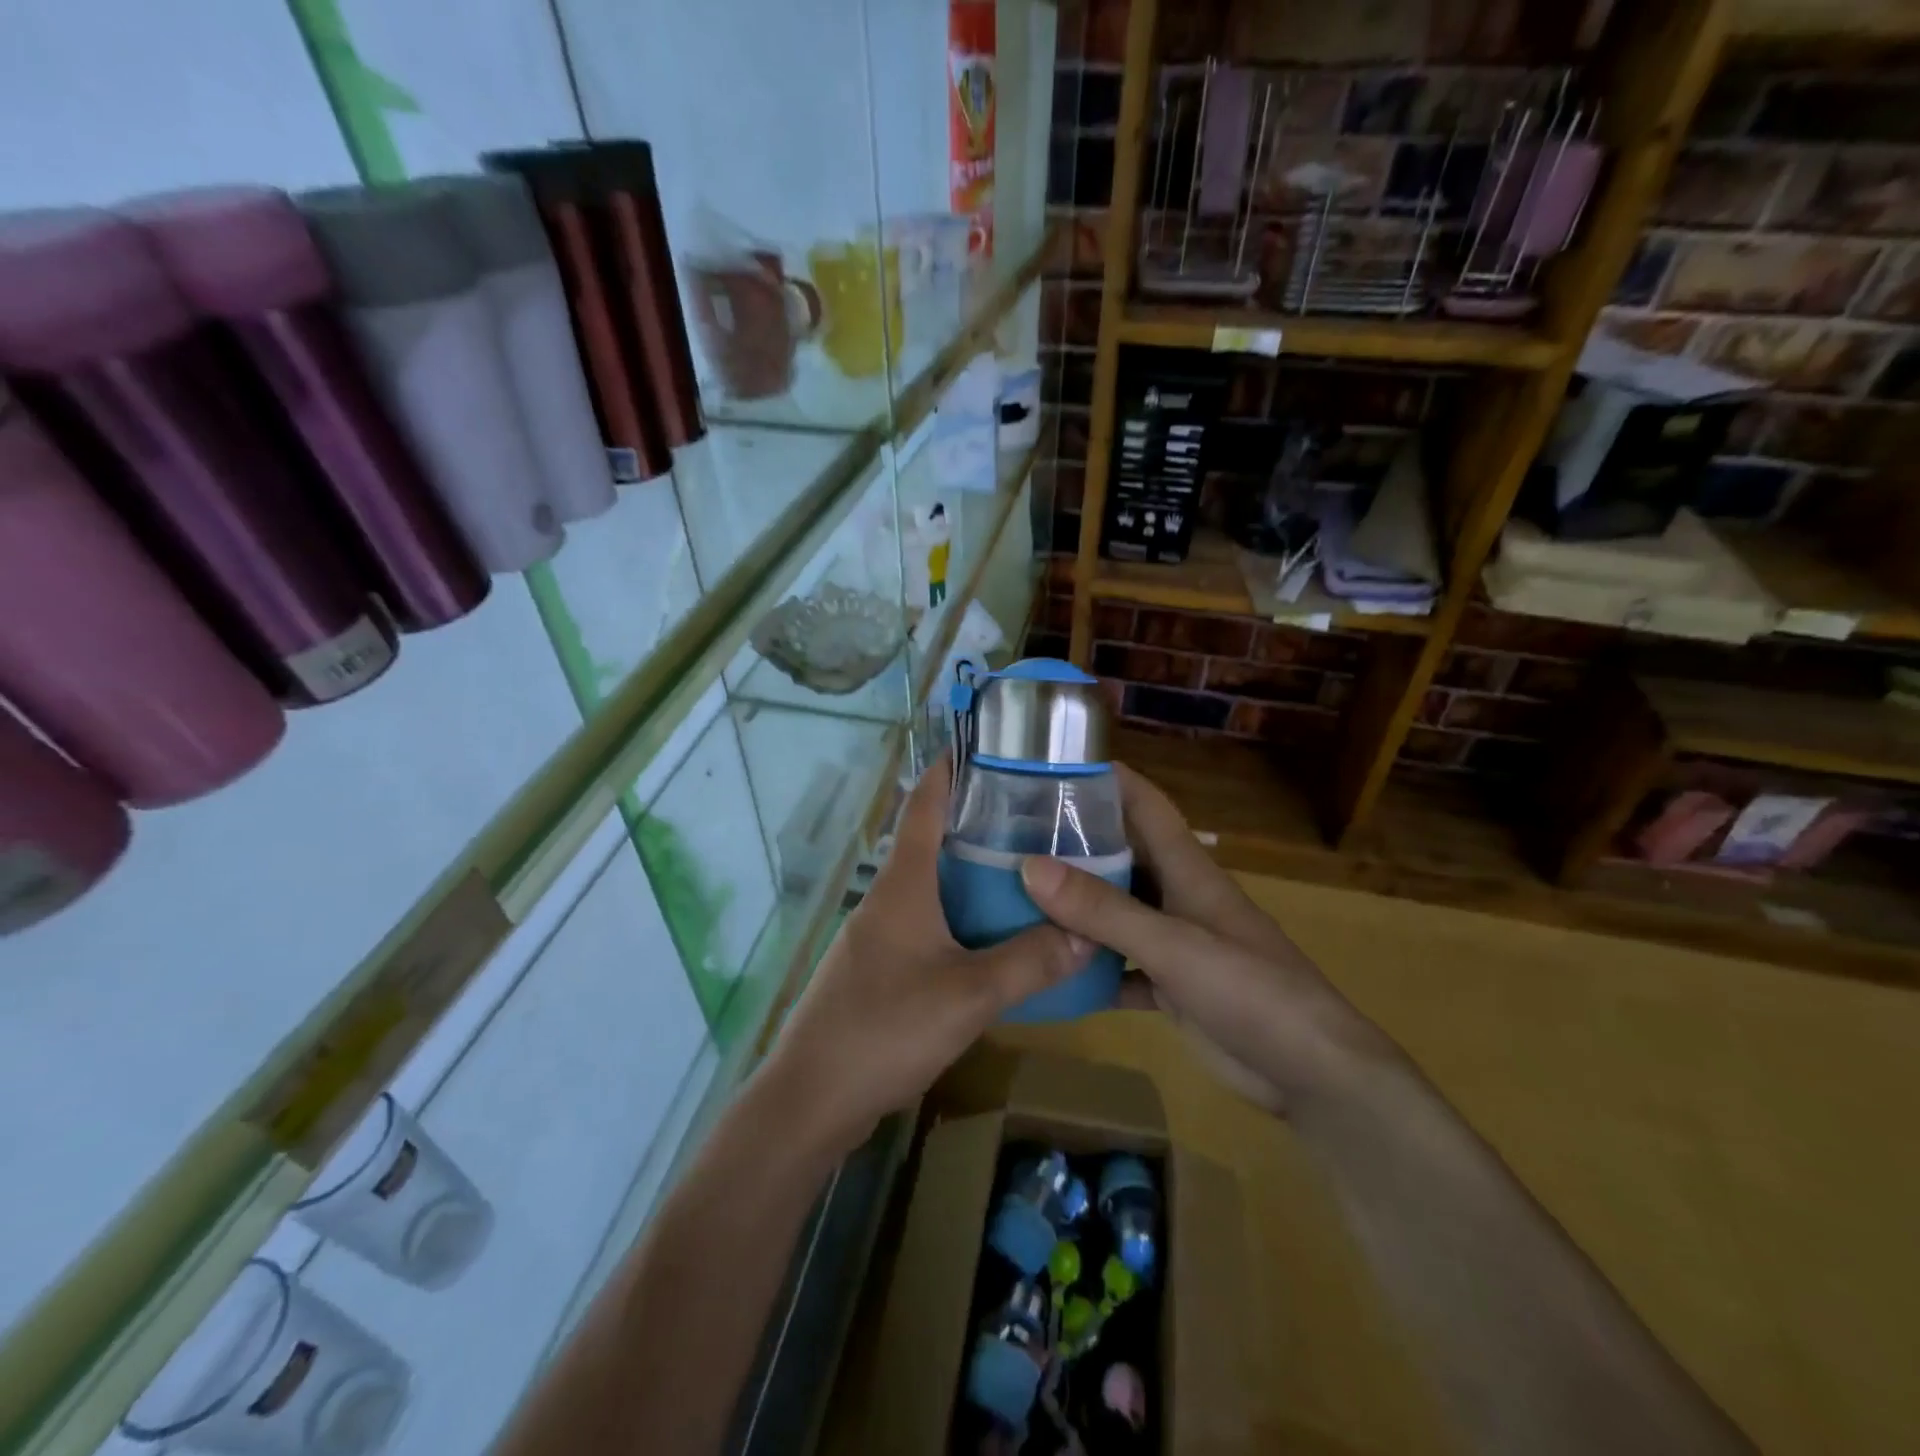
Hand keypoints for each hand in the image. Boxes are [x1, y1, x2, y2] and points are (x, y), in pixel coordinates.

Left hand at [763, 754, 1091, 1154]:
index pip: (924, 805)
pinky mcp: (879, 968)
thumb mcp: (969, 995)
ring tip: (1026, 873)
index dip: (950, 770)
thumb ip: (1030, 962)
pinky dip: (960, 917)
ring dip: (971, 875)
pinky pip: (927, 925)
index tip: (986, 748)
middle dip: (977, 825)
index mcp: (903, 884)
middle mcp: (887, 898)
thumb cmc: (886, 1027)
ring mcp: (878, 935)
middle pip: (932, 843)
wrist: (812, 1097)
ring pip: (932, 888)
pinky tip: (992, 938)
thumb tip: (1089, 933)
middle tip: (1034, 818)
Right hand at [1018, 763, 1392, 1114]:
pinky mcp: (1172, 987)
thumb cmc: (1251, 990)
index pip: (1146, 805)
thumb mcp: (1172, 945)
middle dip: (1075, 842)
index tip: (1054, 766)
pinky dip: (1089, 966)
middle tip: (1013, 837)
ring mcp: (1176, 944)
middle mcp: (1178, 897)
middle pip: (1123, 855)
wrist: (1312, 1073)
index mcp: (1187, 870)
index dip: (1108, 780)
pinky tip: (1049, 970)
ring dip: (1076, 905)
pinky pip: (1120, 966)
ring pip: (1116, 911)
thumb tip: (1030, 866)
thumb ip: (1103, 909)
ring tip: (1017, 895)